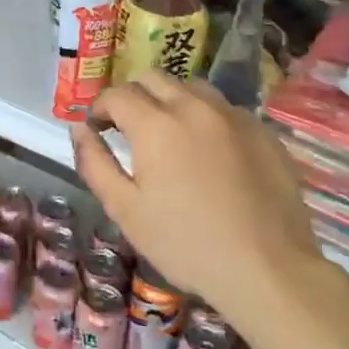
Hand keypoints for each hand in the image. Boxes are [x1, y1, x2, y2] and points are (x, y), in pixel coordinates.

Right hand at [70, 74, 348, 341]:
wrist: (268, 270)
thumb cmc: (186, 245)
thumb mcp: (125, 210)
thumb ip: (95, 163)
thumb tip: (79, 129)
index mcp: (157, 124)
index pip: (118, 94)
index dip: (100, 107)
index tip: (97, 129)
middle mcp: (195, 107)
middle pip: (154, 78)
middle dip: (133, 96)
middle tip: (128, 128)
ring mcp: (234, 116)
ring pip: (192, 88)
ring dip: (171, 100)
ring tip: (169, 134)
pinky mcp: (263, 132)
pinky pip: (225, 109)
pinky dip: (206, 118)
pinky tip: (209, 152)